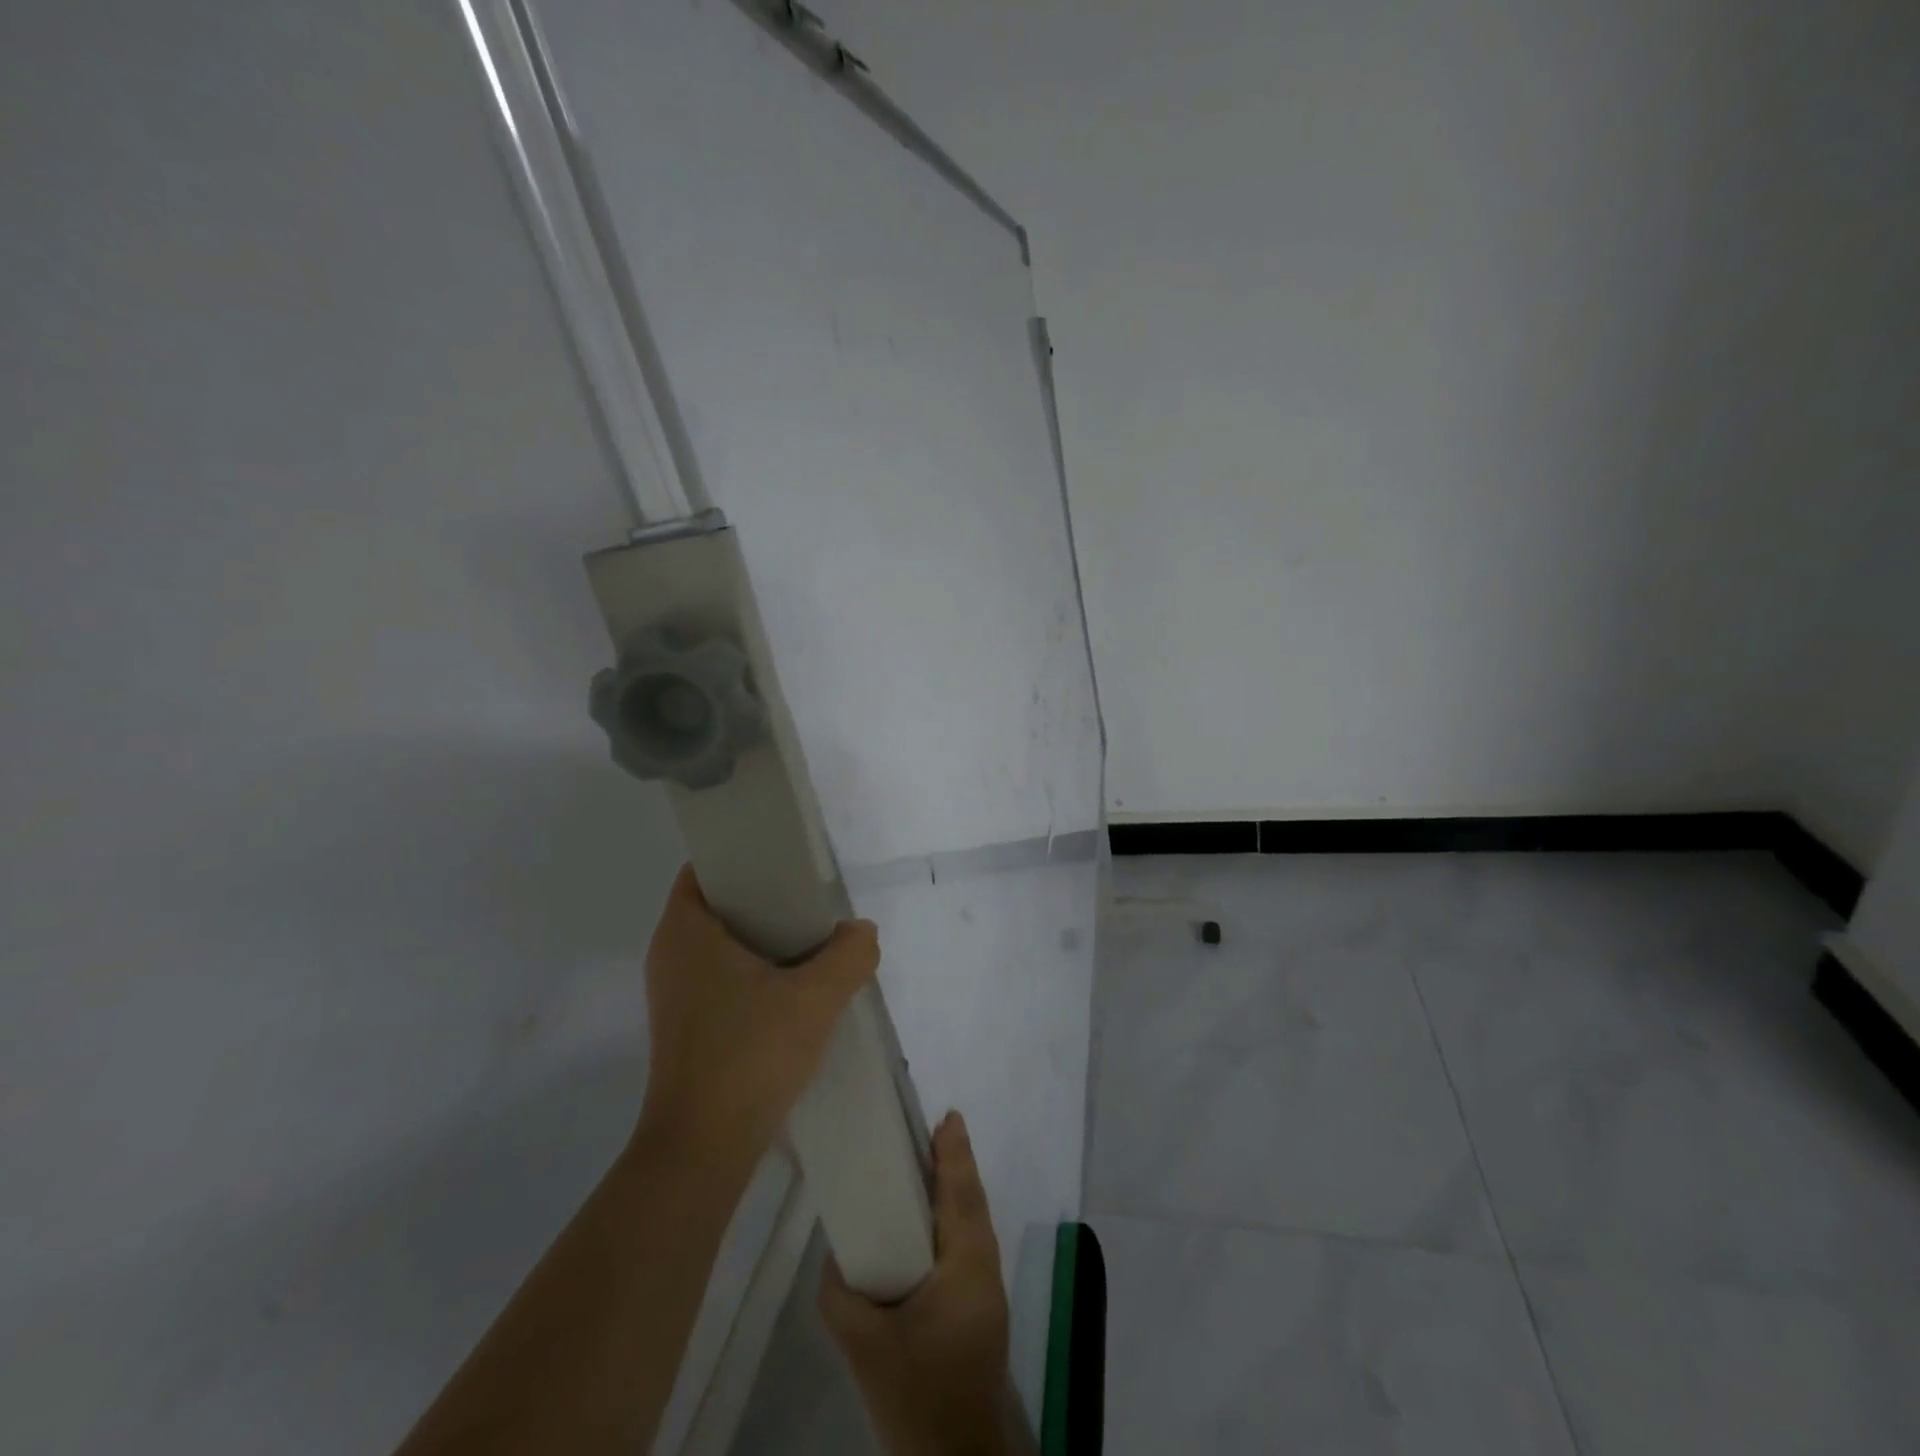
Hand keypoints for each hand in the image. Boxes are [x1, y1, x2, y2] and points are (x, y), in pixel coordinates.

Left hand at [637, 865, 878, 1174]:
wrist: (704, 1150)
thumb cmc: (750, 1055)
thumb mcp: (816, 998)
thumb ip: (849, 954)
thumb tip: (861, 932)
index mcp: (685, 931)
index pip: (706, 868)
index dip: (746, 857)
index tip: (789, 863)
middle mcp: (670, 954)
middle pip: (721, 905)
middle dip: (767, 899)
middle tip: (813, 903)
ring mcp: (675, 994)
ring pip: (725, 945)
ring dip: (766, 940)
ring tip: (813, 943)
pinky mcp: (687, 1026)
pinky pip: (723, 978)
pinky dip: (756, 973)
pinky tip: (795, 989)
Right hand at [820, 1113, 1015, 1455]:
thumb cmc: (918, 1393)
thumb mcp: (867, 1347)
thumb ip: (841, 1295)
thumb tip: (834, 1255)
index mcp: (967, 1266)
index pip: (962, 1193)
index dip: (955, 1153)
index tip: (948, 1116)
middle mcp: (985, 1268)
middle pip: (972, 1201)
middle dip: (954, 1163)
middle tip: (930, 1130)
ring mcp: (987, 1290)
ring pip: (973, 1223)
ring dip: (954, 1190)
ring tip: (925, 1165)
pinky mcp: (981, 1308)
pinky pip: (968, 1244)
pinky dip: (952, 1219)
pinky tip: (927, 1223)